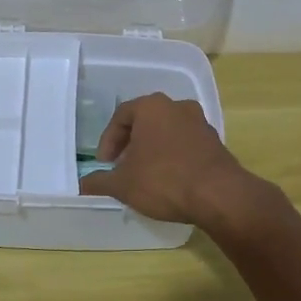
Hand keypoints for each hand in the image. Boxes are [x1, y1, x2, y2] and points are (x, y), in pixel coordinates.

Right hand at [77, 93, 256, 229]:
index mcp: (152, 106)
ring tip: (145, 174)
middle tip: (122, 166)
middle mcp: (177, 106)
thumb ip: (100, 182)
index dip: (108, 141)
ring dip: (153, 149)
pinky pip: (185, 144)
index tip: (105, 164)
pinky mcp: (215, 141)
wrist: (219, 195)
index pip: (121, 116)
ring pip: (167, 131)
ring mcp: (200, 122)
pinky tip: (169, 179)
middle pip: (145, 121)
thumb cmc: (164, 180)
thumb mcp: (123, 184)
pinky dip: (173, 156)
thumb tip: (82, 185)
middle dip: (131, 143)